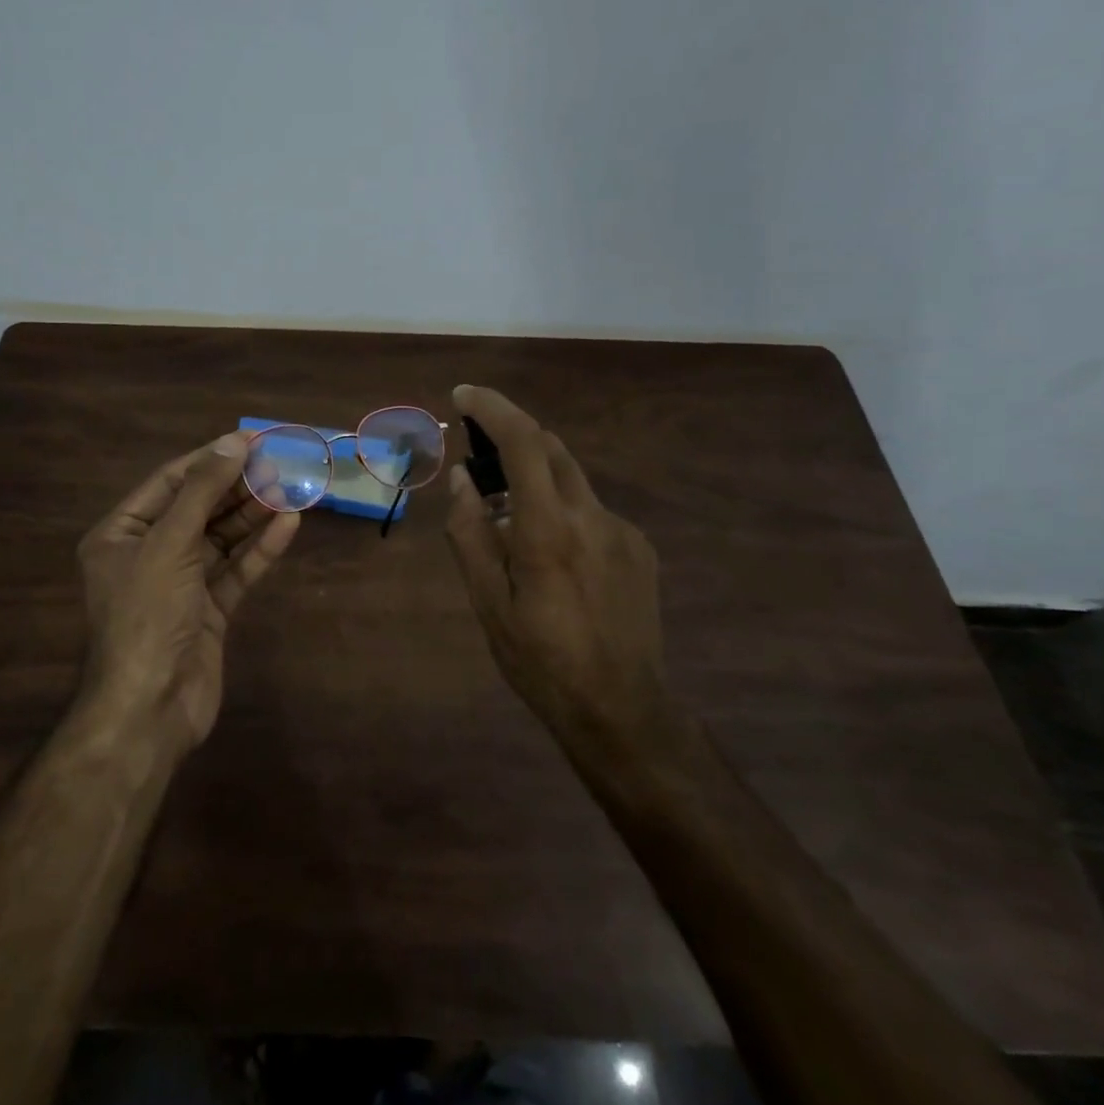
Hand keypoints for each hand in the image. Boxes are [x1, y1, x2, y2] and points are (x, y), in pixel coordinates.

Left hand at [76, 432, 300, 750]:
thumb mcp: (169, 544)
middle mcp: (148, 555)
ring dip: (253, 515)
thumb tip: (232, 443)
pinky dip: (260, 550)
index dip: (209, 459)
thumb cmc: (147, 614)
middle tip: (279, 463)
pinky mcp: (208, 612)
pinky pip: (235, 571)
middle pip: (198, 509)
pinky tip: (288, 525)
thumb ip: (202, 492)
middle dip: (236, 486)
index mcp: (121, 535)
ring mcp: (180, 585)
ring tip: (290, 487)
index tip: (250, 440)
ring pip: (221, 539)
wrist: (150, 708)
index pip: (169, 483)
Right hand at [444, 385, 674, 760]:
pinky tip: (552, 558)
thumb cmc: (540, 660)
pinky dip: (561, 511)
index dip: (493, 408)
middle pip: (551, 450)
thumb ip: (470, 533)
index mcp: (549, 529)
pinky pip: (591, 512)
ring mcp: (623, 531)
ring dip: (535, 480)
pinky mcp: (640, 549)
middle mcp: (592, 517)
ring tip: (508, 523)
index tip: (464, 395)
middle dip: (512, 437)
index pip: (524, 443)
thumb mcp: (487, 602)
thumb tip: (462, 480)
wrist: (622, 709)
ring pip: (571, 481)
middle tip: (478, 457)